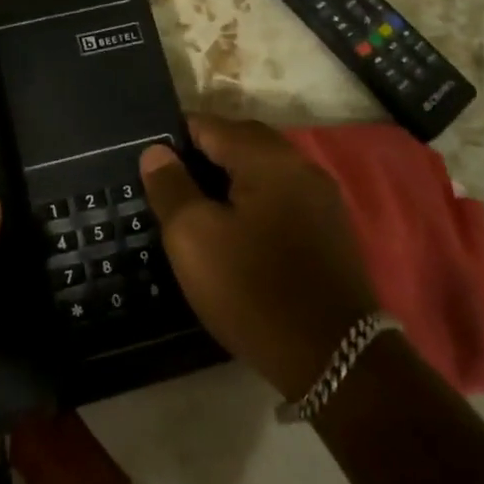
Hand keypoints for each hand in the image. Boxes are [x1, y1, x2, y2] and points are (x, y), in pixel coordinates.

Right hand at [140, 117, 376, 400]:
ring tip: (194, 210)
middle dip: (200, 157)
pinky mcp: (328, 229)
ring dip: (227, 181)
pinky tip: (234, 232)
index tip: (147, 164)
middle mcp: (300, 166)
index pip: (209, 124)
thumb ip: (171, 187)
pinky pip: (280, 197)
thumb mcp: (194, 238)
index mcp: (268, 158)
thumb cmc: (254, 290)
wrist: (336, 359)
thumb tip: (156, 151)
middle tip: (166, 187)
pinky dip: (251, 202)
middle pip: (239, 142)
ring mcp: (320, 198)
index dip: (172, 138)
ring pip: (261, 171)